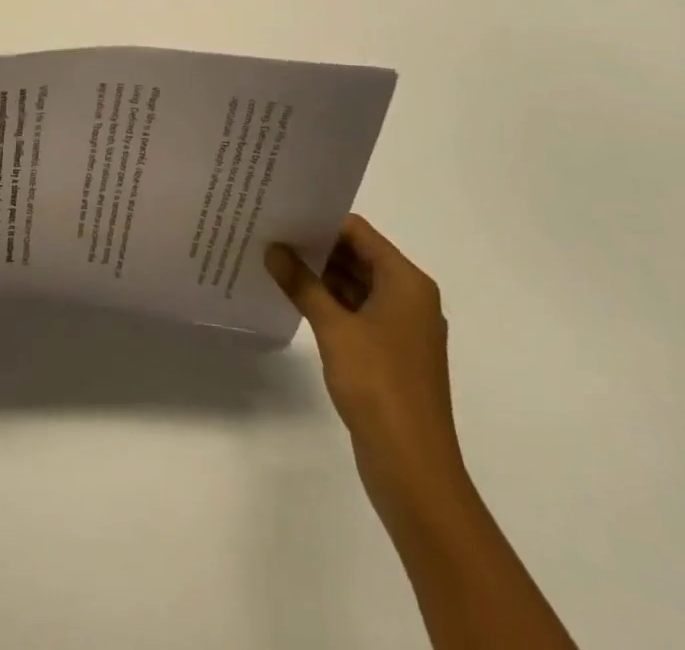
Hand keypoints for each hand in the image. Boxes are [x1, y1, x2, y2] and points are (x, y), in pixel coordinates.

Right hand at [266, 216, 465, 519]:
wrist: (414, 469)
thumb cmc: (379, 386)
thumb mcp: (334, 329)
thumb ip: (303, 284)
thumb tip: (273, 249)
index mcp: (407, 283)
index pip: (359, 233)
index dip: (322, 221)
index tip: (283, 215)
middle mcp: (409, 298)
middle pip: (358, 256)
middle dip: (317, 248)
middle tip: (271, 235)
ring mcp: (401, 329)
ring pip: (356, 285)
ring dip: (320, 276)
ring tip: (274, 262)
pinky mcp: (390, 355)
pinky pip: (356, 313)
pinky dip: (329, 304)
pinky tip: (294, 299)